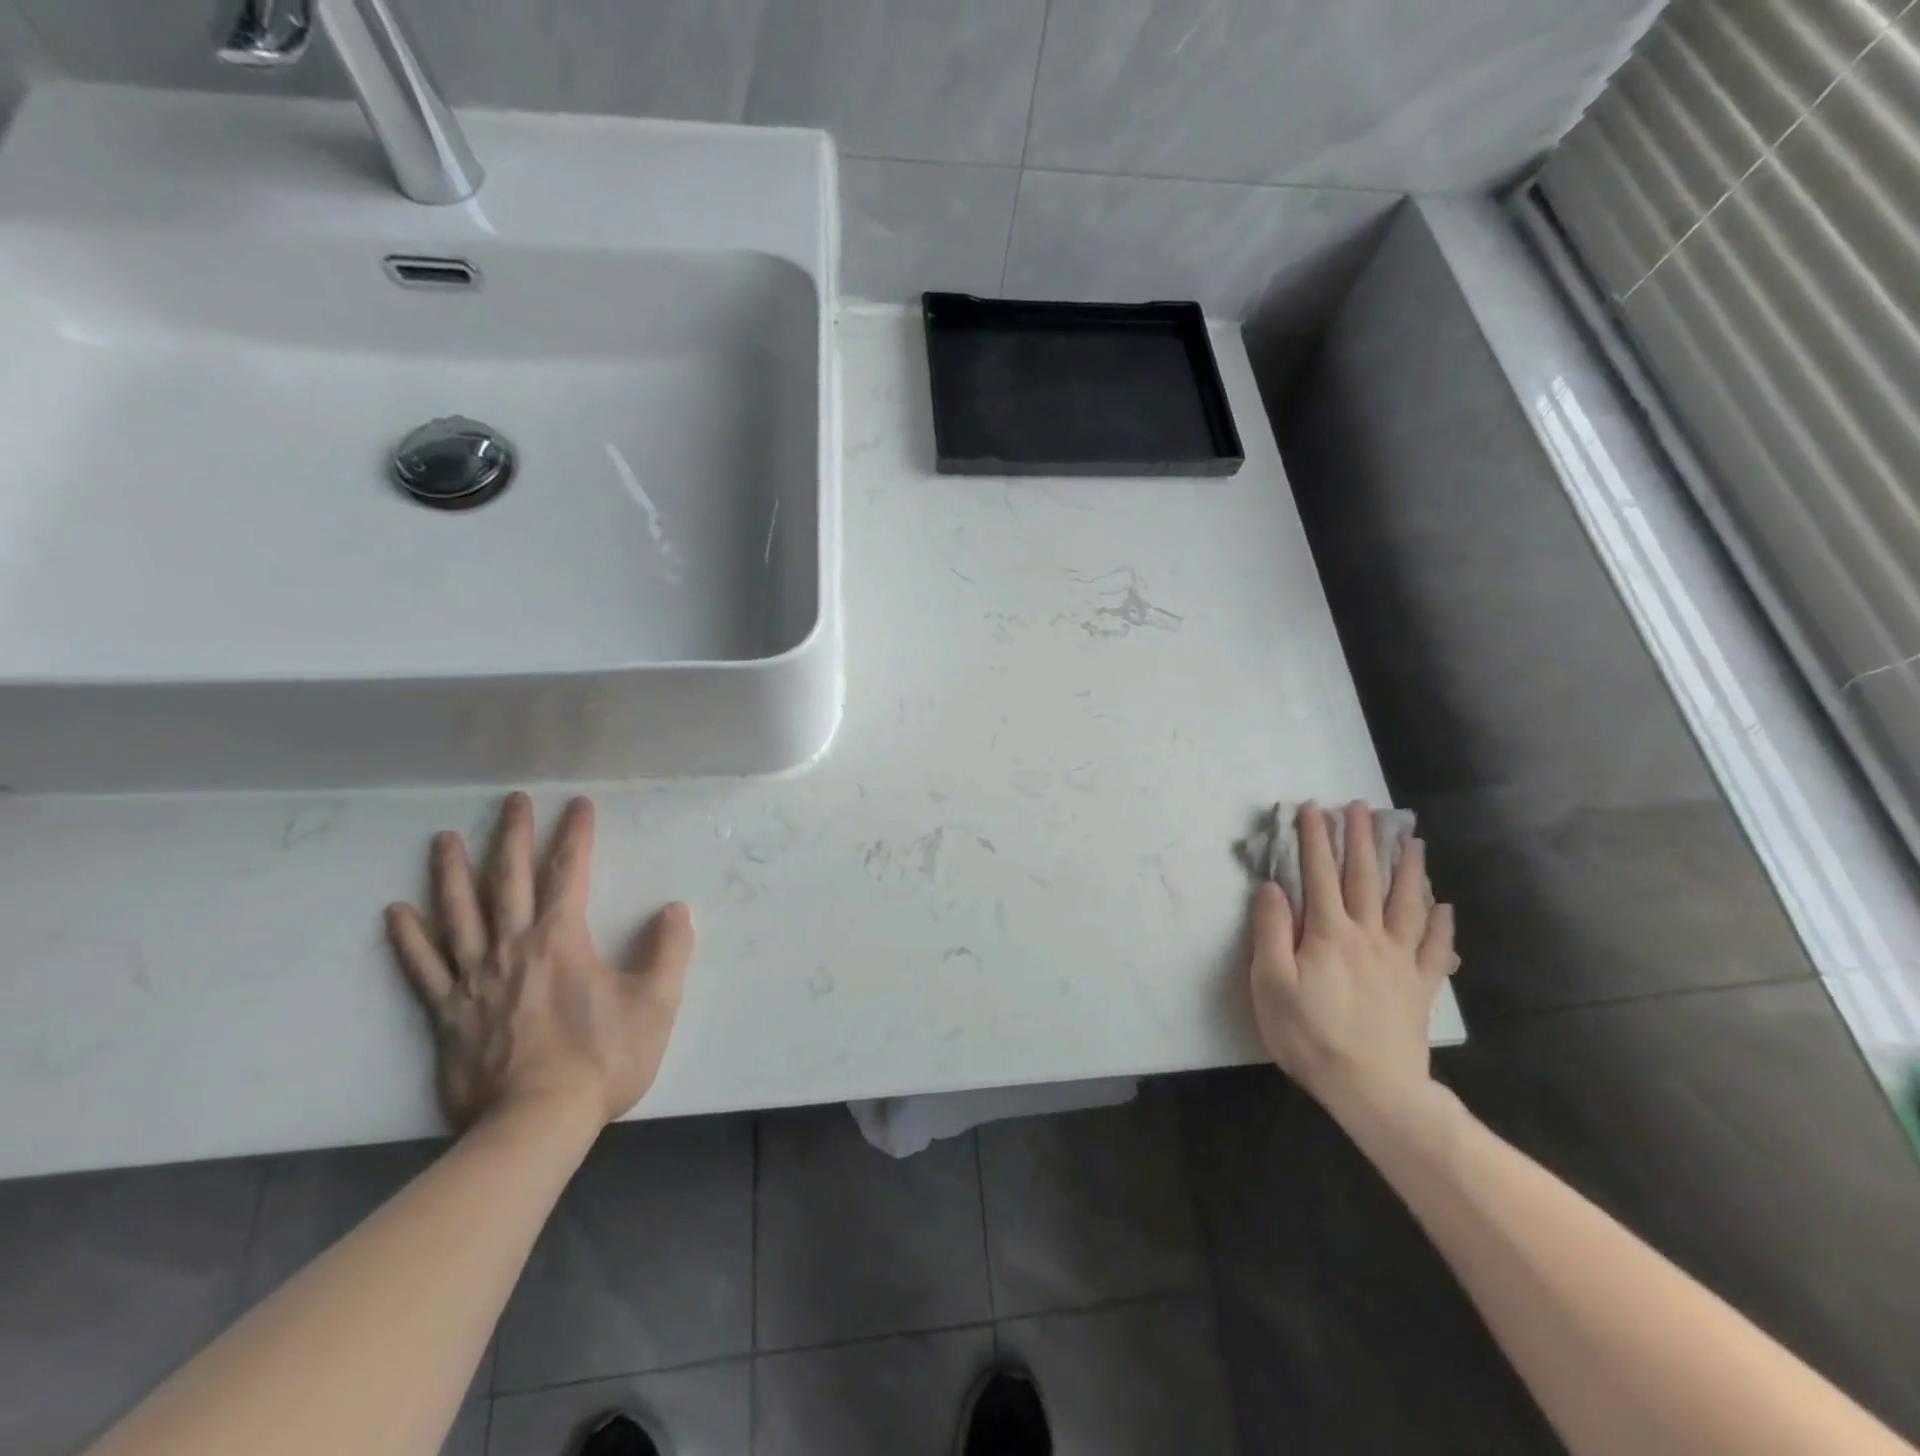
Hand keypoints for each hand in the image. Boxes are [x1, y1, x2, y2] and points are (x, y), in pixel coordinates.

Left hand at [385, 793, 695, 1134]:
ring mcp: (474, 979)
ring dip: (453, 873)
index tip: (578, 805)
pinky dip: (409, 938)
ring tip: (445, 840)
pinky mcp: (447, 1013)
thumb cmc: (600, 1060)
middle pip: (510, 880)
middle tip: (512, 801)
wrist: (535, 1125)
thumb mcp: (655, 1004)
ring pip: (459, 914)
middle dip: (513, 836)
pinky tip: (396, 912)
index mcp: (562, 940)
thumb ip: (669, 952)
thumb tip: (676, 909)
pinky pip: (423, 967)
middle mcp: (513, 947)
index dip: (575, 835)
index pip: (570, 873)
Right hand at [1249, 802, 1455, 1121]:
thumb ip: (1271, 930)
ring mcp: (1399, 960)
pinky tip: (1444, 906)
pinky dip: (1441, 924)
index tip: (1312, 807)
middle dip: (1361, 839)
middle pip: (1365, 877)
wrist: (1373, 1090)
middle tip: (1361, 808)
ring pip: (1407, 903)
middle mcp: (1368, 935)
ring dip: (1408, 868)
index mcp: (1329, 932)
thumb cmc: (1310, 1035)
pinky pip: (1435, 948)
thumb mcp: (1271, 983)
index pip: (1318, 874)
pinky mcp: (1419, 986)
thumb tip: (1272, 886)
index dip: (1314, 839)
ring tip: (1411, 840)